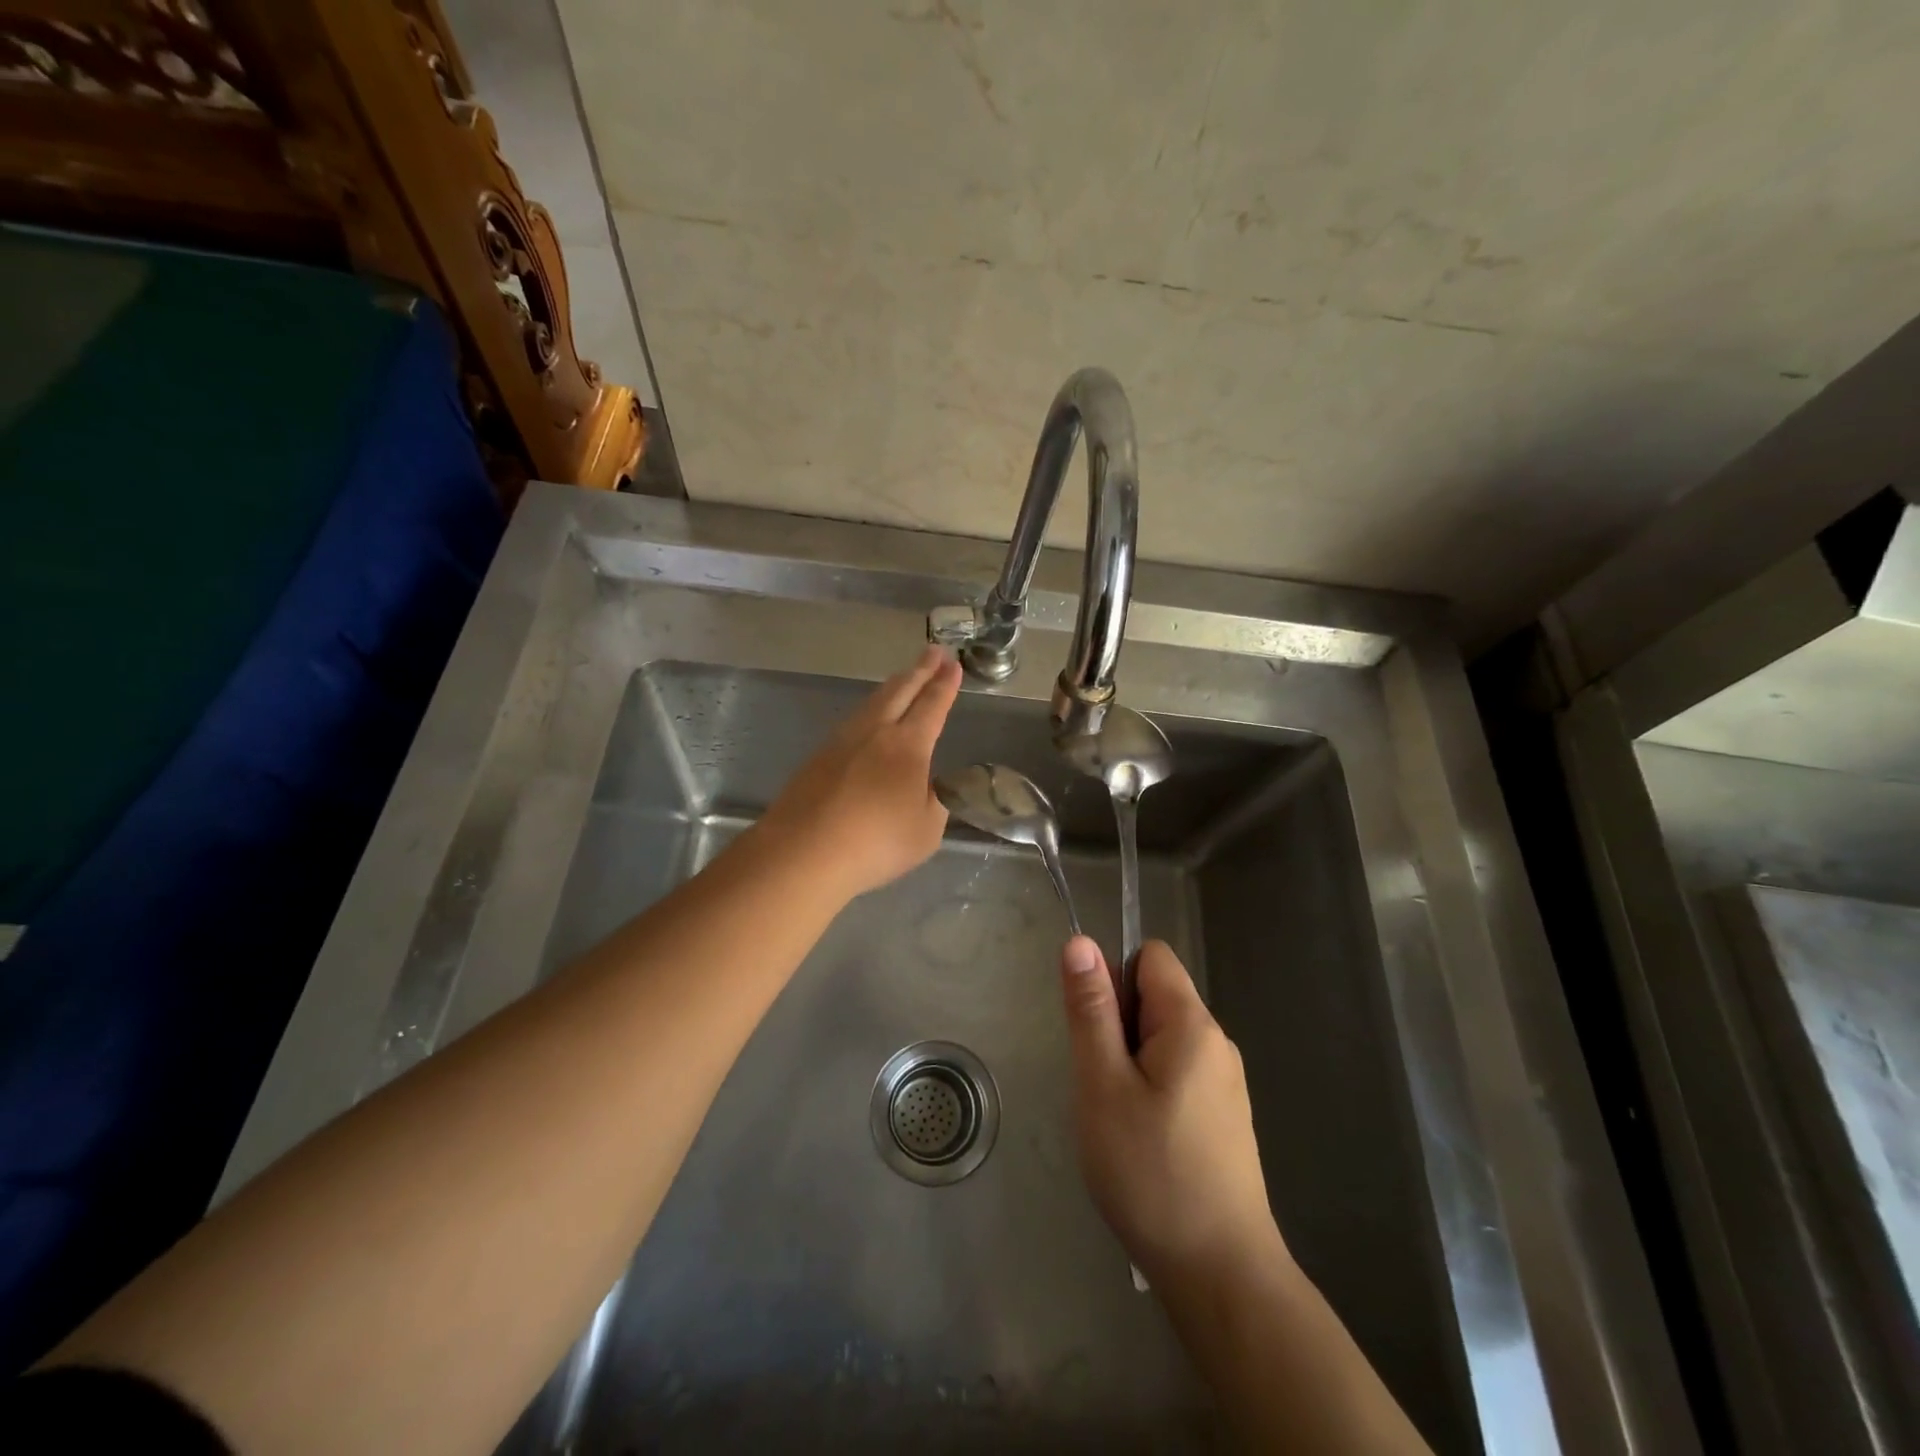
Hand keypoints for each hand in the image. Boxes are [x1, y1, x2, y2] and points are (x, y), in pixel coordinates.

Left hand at [757, 646, 961, 899]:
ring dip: (893, 686)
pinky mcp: (818, 757)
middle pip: (900, 691)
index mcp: (908, 746)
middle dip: (920, 670)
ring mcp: (841, 741)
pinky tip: (868, 720)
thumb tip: (930, 787)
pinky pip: (852, 722)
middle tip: (933, 651)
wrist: (804, 851)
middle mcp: (874, 732)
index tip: (952, 664)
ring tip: (904, 678)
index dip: (944, 685)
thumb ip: (934, 803)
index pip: (932, 706)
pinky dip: (870, 710)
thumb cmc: (876, 843)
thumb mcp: (926, 831)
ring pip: (872, 703)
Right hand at [1060, 936, 1286, 1288]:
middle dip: (1117, 1027)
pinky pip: (1176, 1074)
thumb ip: (1091, 1009)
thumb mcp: (1103, 1084)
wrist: (1220, 1274)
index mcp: (1192, 1023)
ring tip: (1118, 1119)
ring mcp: (1224, 1082)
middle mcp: (1216, 1042)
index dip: (1114, 978)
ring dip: (1130, 1063)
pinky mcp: (1223, 1116)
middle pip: (1155, 998)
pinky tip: (1141, 1142)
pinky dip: (1150, 1090)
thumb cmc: (1151, 1172)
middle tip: (1102, 1086)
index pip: (1150, 956)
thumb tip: (1080, 942)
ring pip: (1161, 1040)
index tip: (1096, 1032)